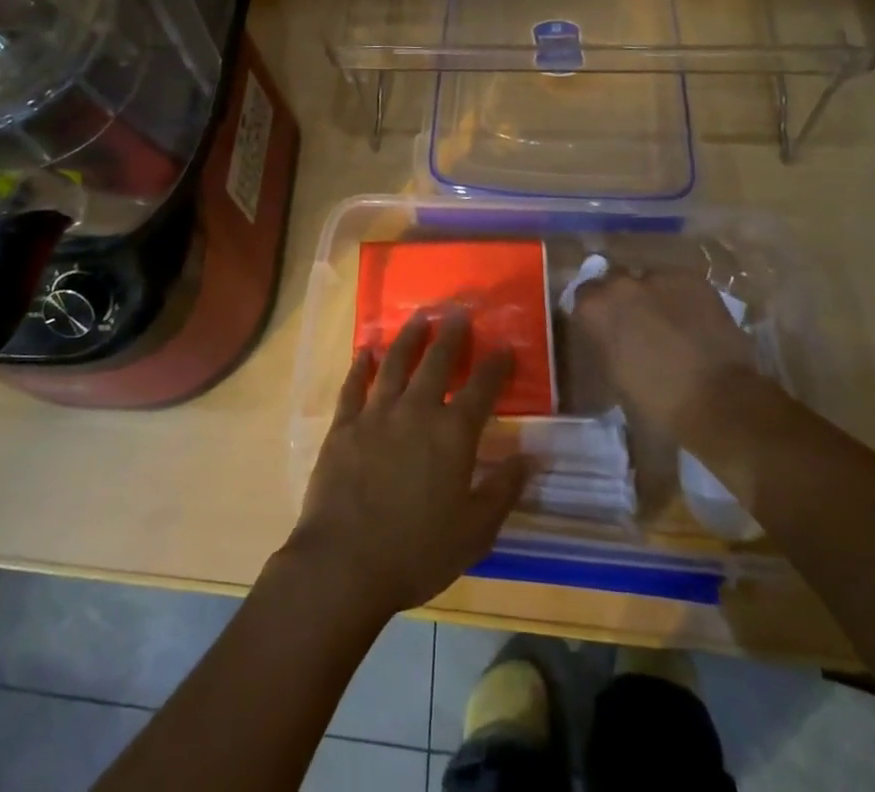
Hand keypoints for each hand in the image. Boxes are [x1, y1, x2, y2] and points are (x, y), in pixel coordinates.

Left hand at [285, 310, 527, 619]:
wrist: (345, 562)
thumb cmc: (417, 552)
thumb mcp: (474, 532)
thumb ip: (502, 490)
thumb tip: (530, 457)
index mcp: (452, 434)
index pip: (481, 389)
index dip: (495, 365)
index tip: (505, 346)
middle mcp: (416, 411)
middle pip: (436, 362)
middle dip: (451, 335)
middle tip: (458, 312)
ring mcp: (376, 414)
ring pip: (395, 363)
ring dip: (409, 338)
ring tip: (418, 317)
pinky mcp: (344, 425)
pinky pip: (354, 386)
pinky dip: (361, 366)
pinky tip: (366, 353)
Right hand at [572, 269, 761, 443]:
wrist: (719, 403)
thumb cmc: (658, 404)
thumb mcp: (615, 380)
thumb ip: (606, 348)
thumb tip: (611, 343)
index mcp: (595, 308)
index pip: (584, 297)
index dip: (597, 314)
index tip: (606, 331)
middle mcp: (621, 284)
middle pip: (616, 283)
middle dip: (624, 301)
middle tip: (638, 327)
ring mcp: (659, 278)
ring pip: (650, 281)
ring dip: (653, 298)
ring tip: (670, 325)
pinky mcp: (694, 280)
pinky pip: (679, 285)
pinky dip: (683, 300)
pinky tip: (694, 323)